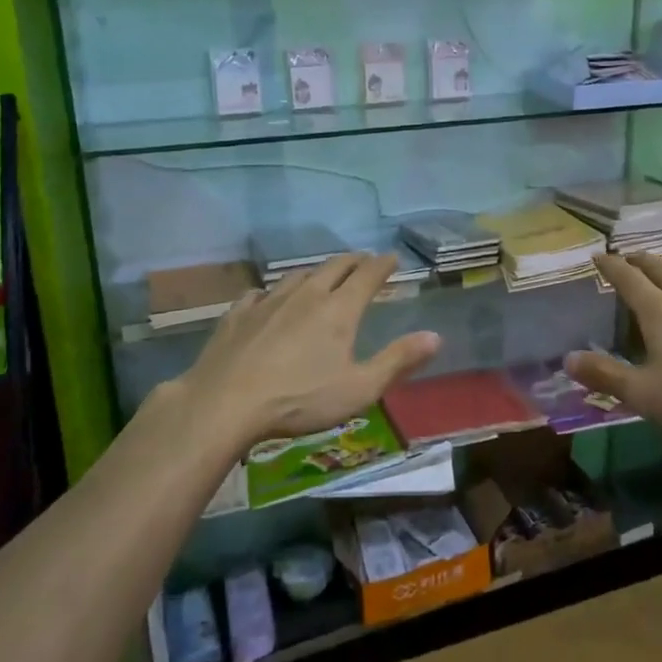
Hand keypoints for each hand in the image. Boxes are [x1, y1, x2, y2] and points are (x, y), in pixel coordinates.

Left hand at [165, 254, 440, 449]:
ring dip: (315, 272)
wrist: (225, 403)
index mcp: (339, 310)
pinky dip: (272, 292)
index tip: (392, 258)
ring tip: (321, 276)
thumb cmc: (300, 399)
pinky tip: (267, 298)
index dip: (382, 264)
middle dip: (353, 261)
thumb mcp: (359, 388)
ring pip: (297, 275)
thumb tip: (435, 336)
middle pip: (334, 267)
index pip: (367, 275)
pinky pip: (259, 293)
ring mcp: (268, 301)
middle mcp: (306, 295)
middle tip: (363, 260)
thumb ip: (398, 360)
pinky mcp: (238, 315)